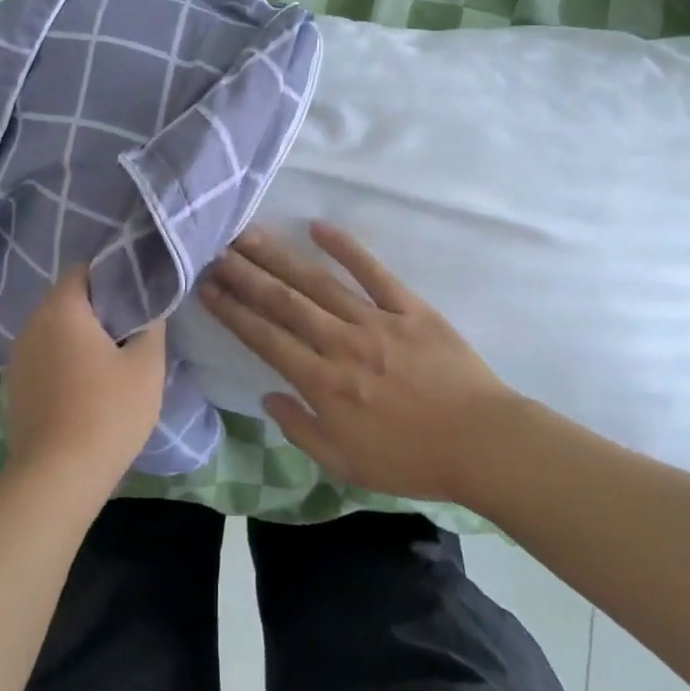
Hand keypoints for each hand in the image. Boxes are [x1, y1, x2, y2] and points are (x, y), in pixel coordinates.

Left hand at [5, 267, 167, 490]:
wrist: (58, 476)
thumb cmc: (108, 412)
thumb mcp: (147, 365)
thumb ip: (152, 326)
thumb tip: (150, 309)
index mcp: (61, 309)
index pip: (83, 270)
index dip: (112, 274)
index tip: (137, 292)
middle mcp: (32, 324)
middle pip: (66, 299)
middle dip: (98, 307)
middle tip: (131, 325)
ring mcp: (18, 357)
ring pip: (54, 329)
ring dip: (79, 335)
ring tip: (111, 356)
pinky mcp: (14, 386)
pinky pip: (44, 356)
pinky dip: (64, 359)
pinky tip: (86, 384)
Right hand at [199, 223, 522, 500]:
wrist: (483, 445)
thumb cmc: (412, 460)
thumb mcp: (346, 464)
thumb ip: (301, 429)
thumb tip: (268, 396)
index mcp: (323, 384)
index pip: (266, 339)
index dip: (233, 312)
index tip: (207, 288)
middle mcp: (341, 344)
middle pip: (284, 302)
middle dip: (245, 275)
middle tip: (214, 251)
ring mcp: (376, 321)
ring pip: (317, 283)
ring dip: (279, 257)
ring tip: (247, 235)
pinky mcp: (410, 308)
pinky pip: (373, 272)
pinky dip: (346, 248)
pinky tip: (319, 227)